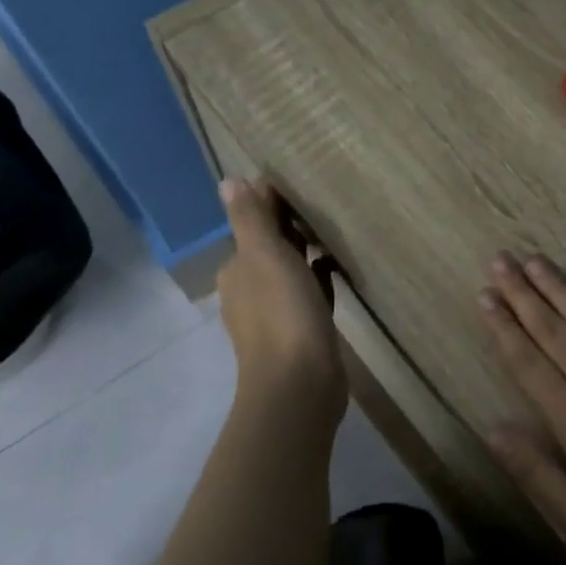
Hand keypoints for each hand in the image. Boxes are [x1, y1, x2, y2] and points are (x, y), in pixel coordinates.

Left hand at [217, 178, 345, 420]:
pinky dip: (319, 280)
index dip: (272, 203)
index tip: (302, 184)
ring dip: (305, 253)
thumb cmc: (282, 313)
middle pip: (270, 248)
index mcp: (237, 270)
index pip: (251, 225)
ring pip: (290, 272)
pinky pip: (310, 295)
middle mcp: (250, 290)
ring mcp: (275, 314)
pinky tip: (336, 271)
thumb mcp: (265, 256)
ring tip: (335, 232)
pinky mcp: (301, 332)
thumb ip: (249, 219)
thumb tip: (228, 181)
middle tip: (325, 203)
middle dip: (290, 227)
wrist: (300, 383)